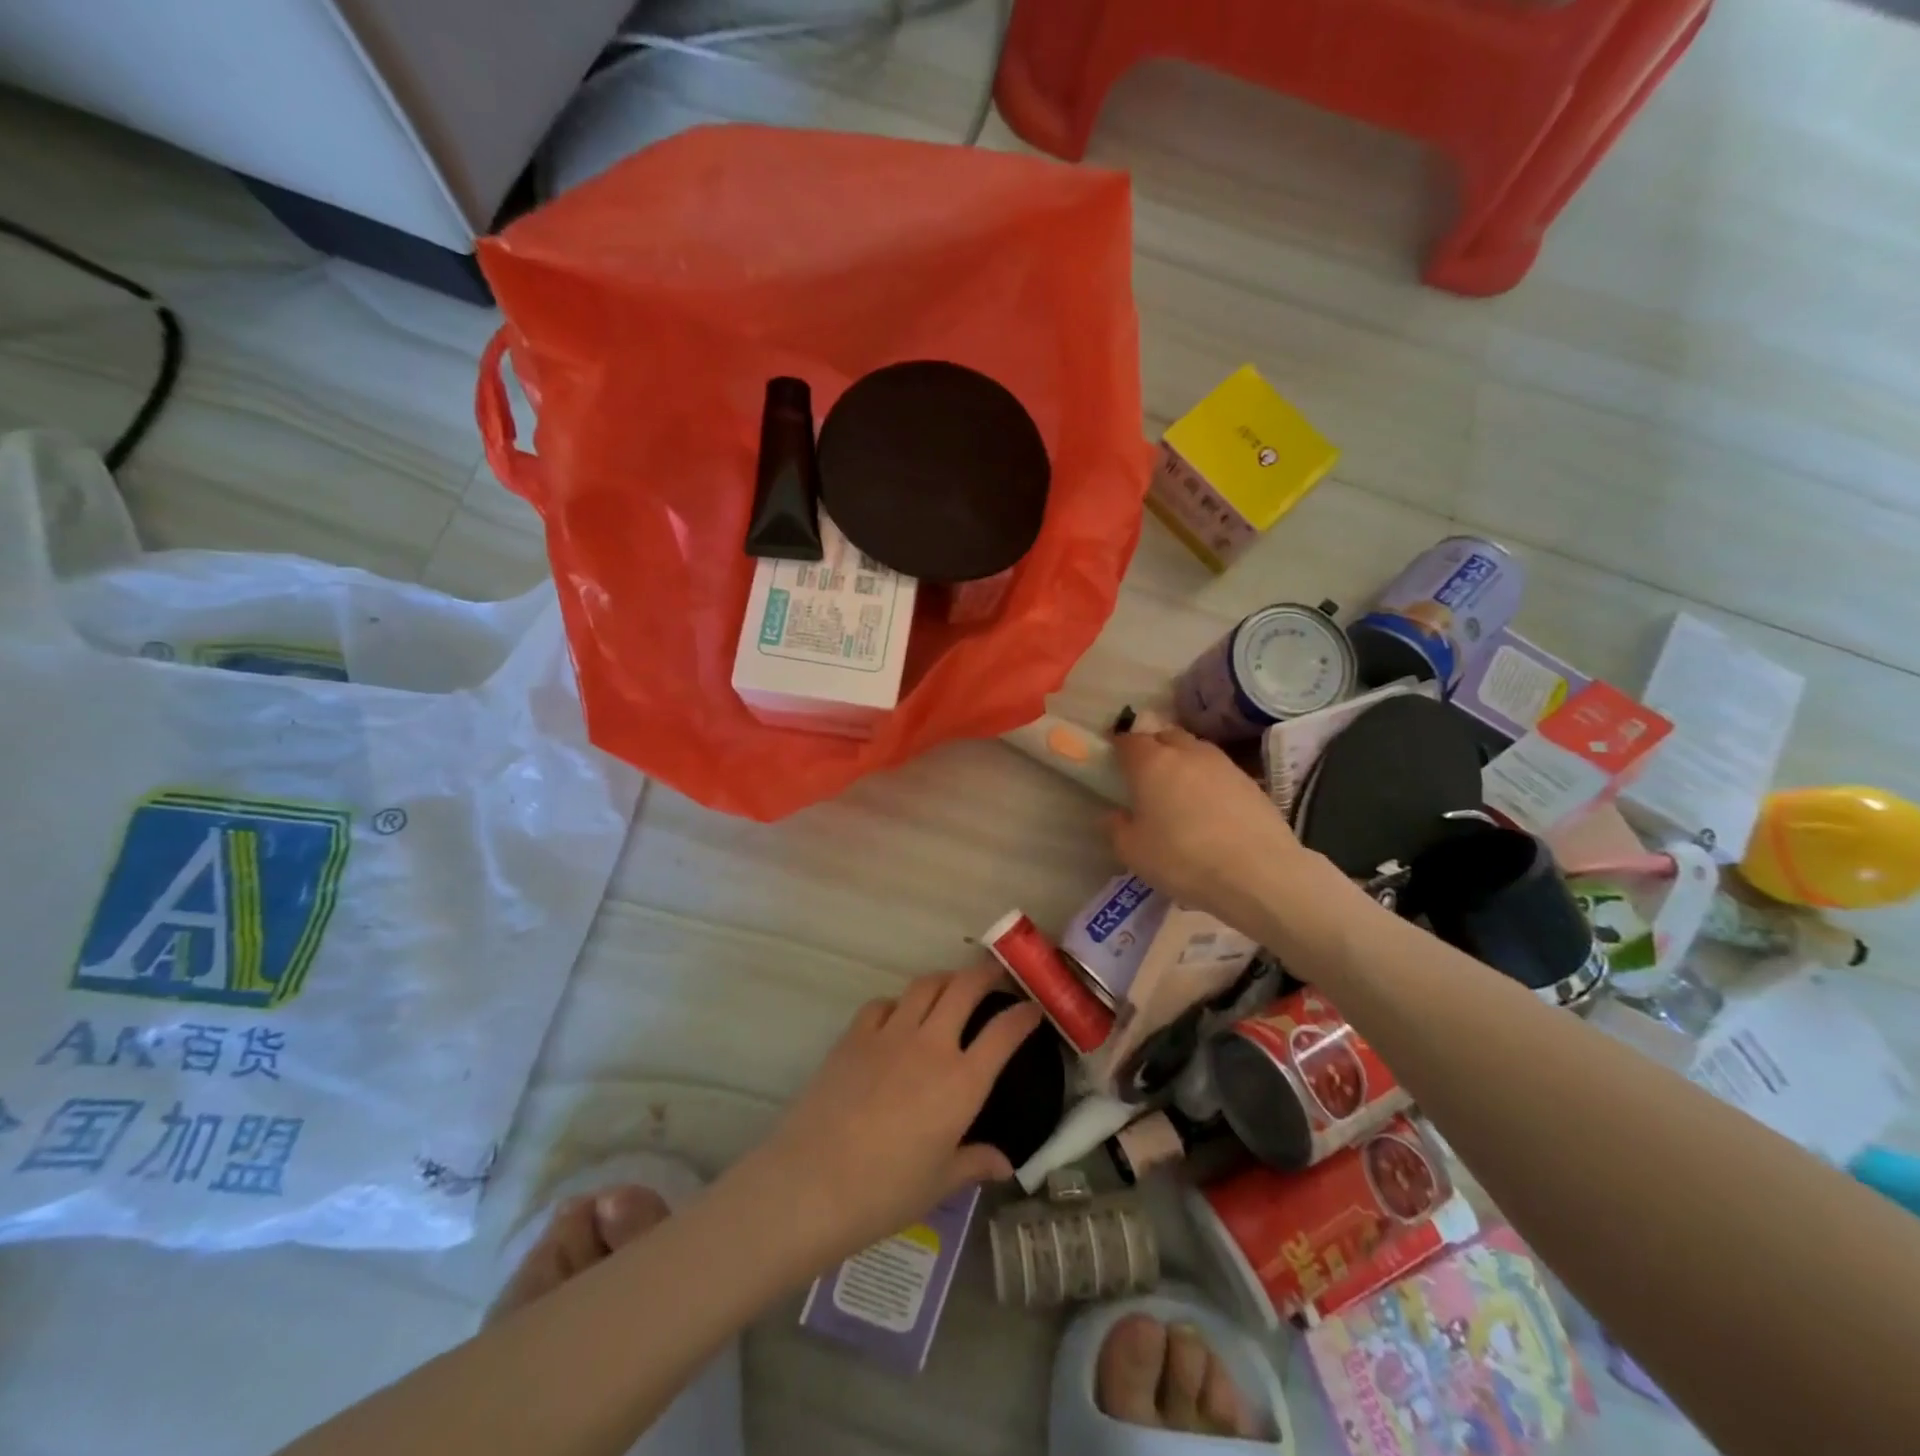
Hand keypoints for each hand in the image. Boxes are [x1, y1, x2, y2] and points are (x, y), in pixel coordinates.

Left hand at [745, 963, 1043, 1266]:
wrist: (813, 1183)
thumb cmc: (885, 1193)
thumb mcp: (940, 1184)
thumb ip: (975, 1163)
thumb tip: (1004, 1163)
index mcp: (962, 1083)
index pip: (1004, 1032)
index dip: (1023, 1015)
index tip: (1033, 1008)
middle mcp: (931, 1046)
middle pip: (965, 988)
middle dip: (986, 973)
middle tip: (997, 972)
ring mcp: (890, 1035)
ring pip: (925, 985)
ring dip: (945, 979)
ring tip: (952, 986)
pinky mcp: (854, 1036)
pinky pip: (883, 1004)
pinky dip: (898, 1003)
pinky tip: (898, 1017)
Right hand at [1107, 726, 1317, 934]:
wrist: (1258, 873)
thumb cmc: (1183, 859)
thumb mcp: (1133, 852)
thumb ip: (1117, 828)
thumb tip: (1116, 814)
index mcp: (1151, 763)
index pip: (1128, 740)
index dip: (1118, 747)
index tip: (1113, 759)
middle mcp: (1187, 753)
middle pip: (1165, 736)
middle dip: (1153, 747)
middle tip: (1145, 773)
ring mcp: (1223, 764)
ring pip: (1195, 750)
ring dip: (1183, 761)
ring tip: (1179, 790)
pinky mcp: (1250, 781)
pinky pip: (1219, 771)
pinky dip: (1208, 780)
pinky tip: (1209, 807)